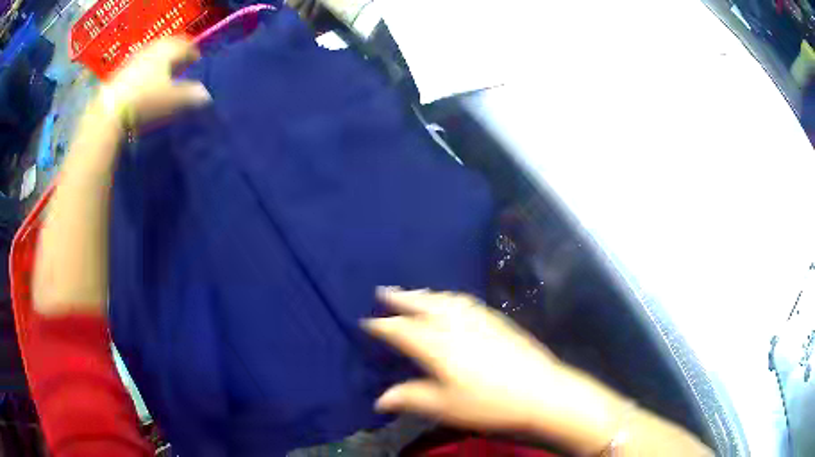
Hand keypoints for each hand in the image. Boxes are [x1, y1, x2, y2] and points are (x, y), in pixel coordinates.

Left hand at [103, 37, 210, 129]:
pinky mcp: (122, 70)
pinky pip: (140, 63)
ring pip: (154, 53)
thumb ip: (191, 95)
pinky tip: (146, 80)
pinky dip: (147, 68)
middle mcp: (153, 49)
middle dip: (176, 53)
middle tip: (181, 63)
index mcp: (169, 51)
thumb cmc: (146, 101)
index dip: (193, 53)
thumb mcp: (172, 100)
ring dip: (160, 60)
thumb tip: (205, 95)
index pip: (186, 46)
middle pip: (169, 45)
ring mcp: (136, 57)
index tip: (196, 61)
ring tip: (163, 72)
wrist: (110, 111)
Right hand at [363, 288, 628, 454]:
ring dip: (425, 295)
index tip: (367, 321)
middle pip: (422, 306)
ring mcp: (478, 319)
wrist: (541, 391)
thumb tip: (380, 400)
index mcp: (436, 345)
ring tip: (414, 292)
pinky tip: (452, 301)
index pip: (401, 330)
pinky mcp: (497, 320)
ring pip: (444, 300)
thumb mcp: (444, 406)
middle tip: (384, 290)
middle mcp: (454, 325)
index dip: (382, 326)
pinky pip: (465, 302)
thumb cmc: (489, 402)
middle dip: (401, 298)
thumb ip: (410, 398)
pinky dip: (450, 298)